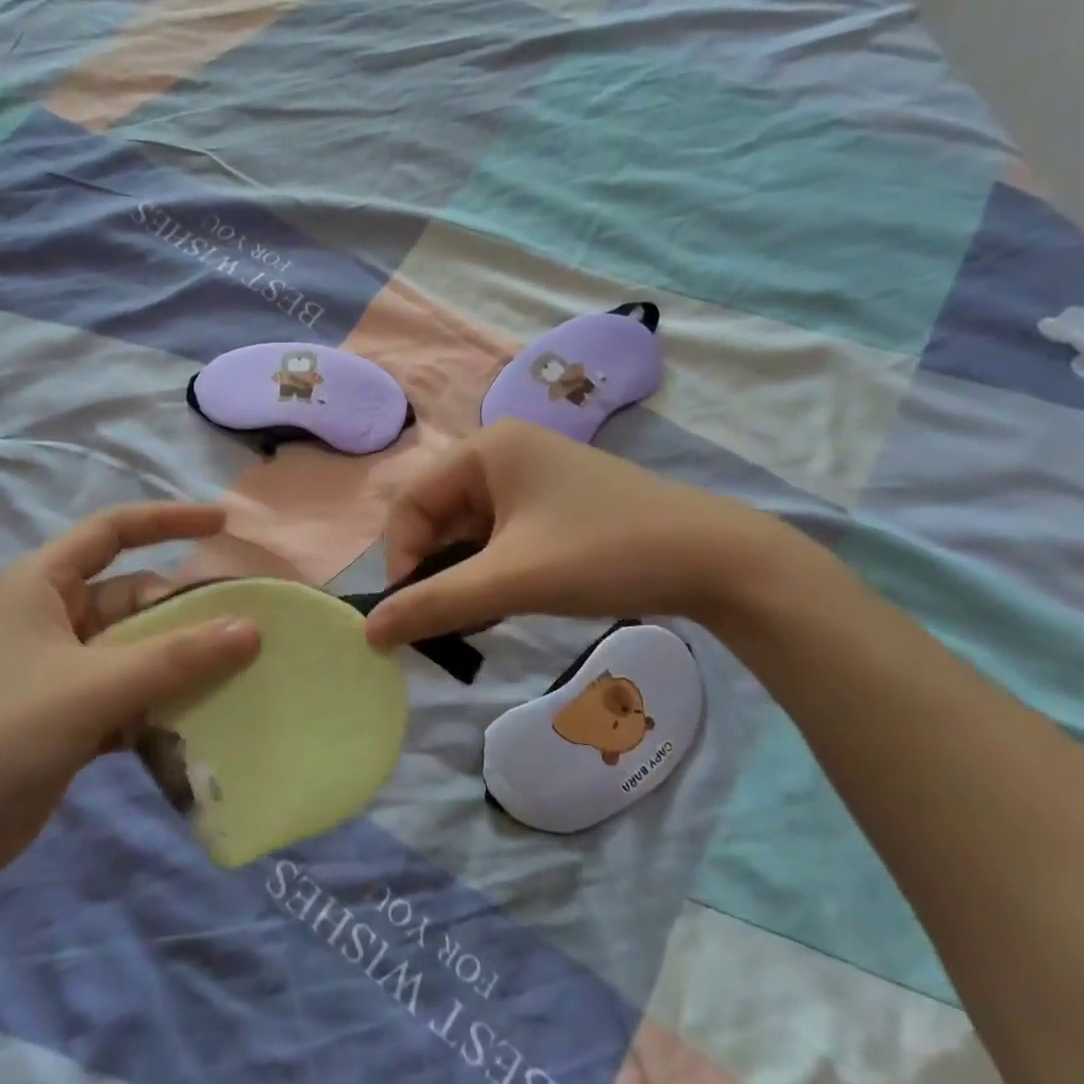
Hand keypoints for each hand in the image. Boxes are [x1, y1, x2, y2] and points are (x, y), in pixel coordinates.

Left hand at [0, 503, 259, 893]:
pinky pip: (131, 695)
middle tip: (248, 632)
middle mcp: (54, 618)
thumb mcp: (92, 687)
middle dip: (186, 612)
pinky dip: (161, 705)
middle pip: (135, 598)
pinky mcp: (70, 717)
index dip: (169, 520)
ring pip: (138, 650)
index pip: (113, 531)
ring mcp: (62, 671)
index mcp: (43, 585)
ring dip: (180, 664)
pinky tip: (201, 723)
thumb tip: (252, 628)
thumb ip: (175, 657)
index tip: (223, 525)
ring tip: (240, 677)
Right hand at [363, 420, 783, 647]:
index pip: (411, 503)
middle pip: (439, 516)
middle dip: (435, 570)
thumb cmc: (603, 553)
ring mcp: (534, 478)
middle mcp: (504, 453)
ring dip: (465, 575)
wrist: (716, 559)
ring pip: (471, 531)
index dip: (401, 559)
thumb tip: (368, 634)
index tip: (412, 614)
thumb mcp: (510, 580)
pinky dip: (494, 571)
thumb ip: (434, 604)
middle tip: (445, 623)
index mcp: (485, 449)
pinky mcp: (556, 504)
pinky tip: (508, 602)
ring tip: (480, 618)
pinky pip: (502, 536)